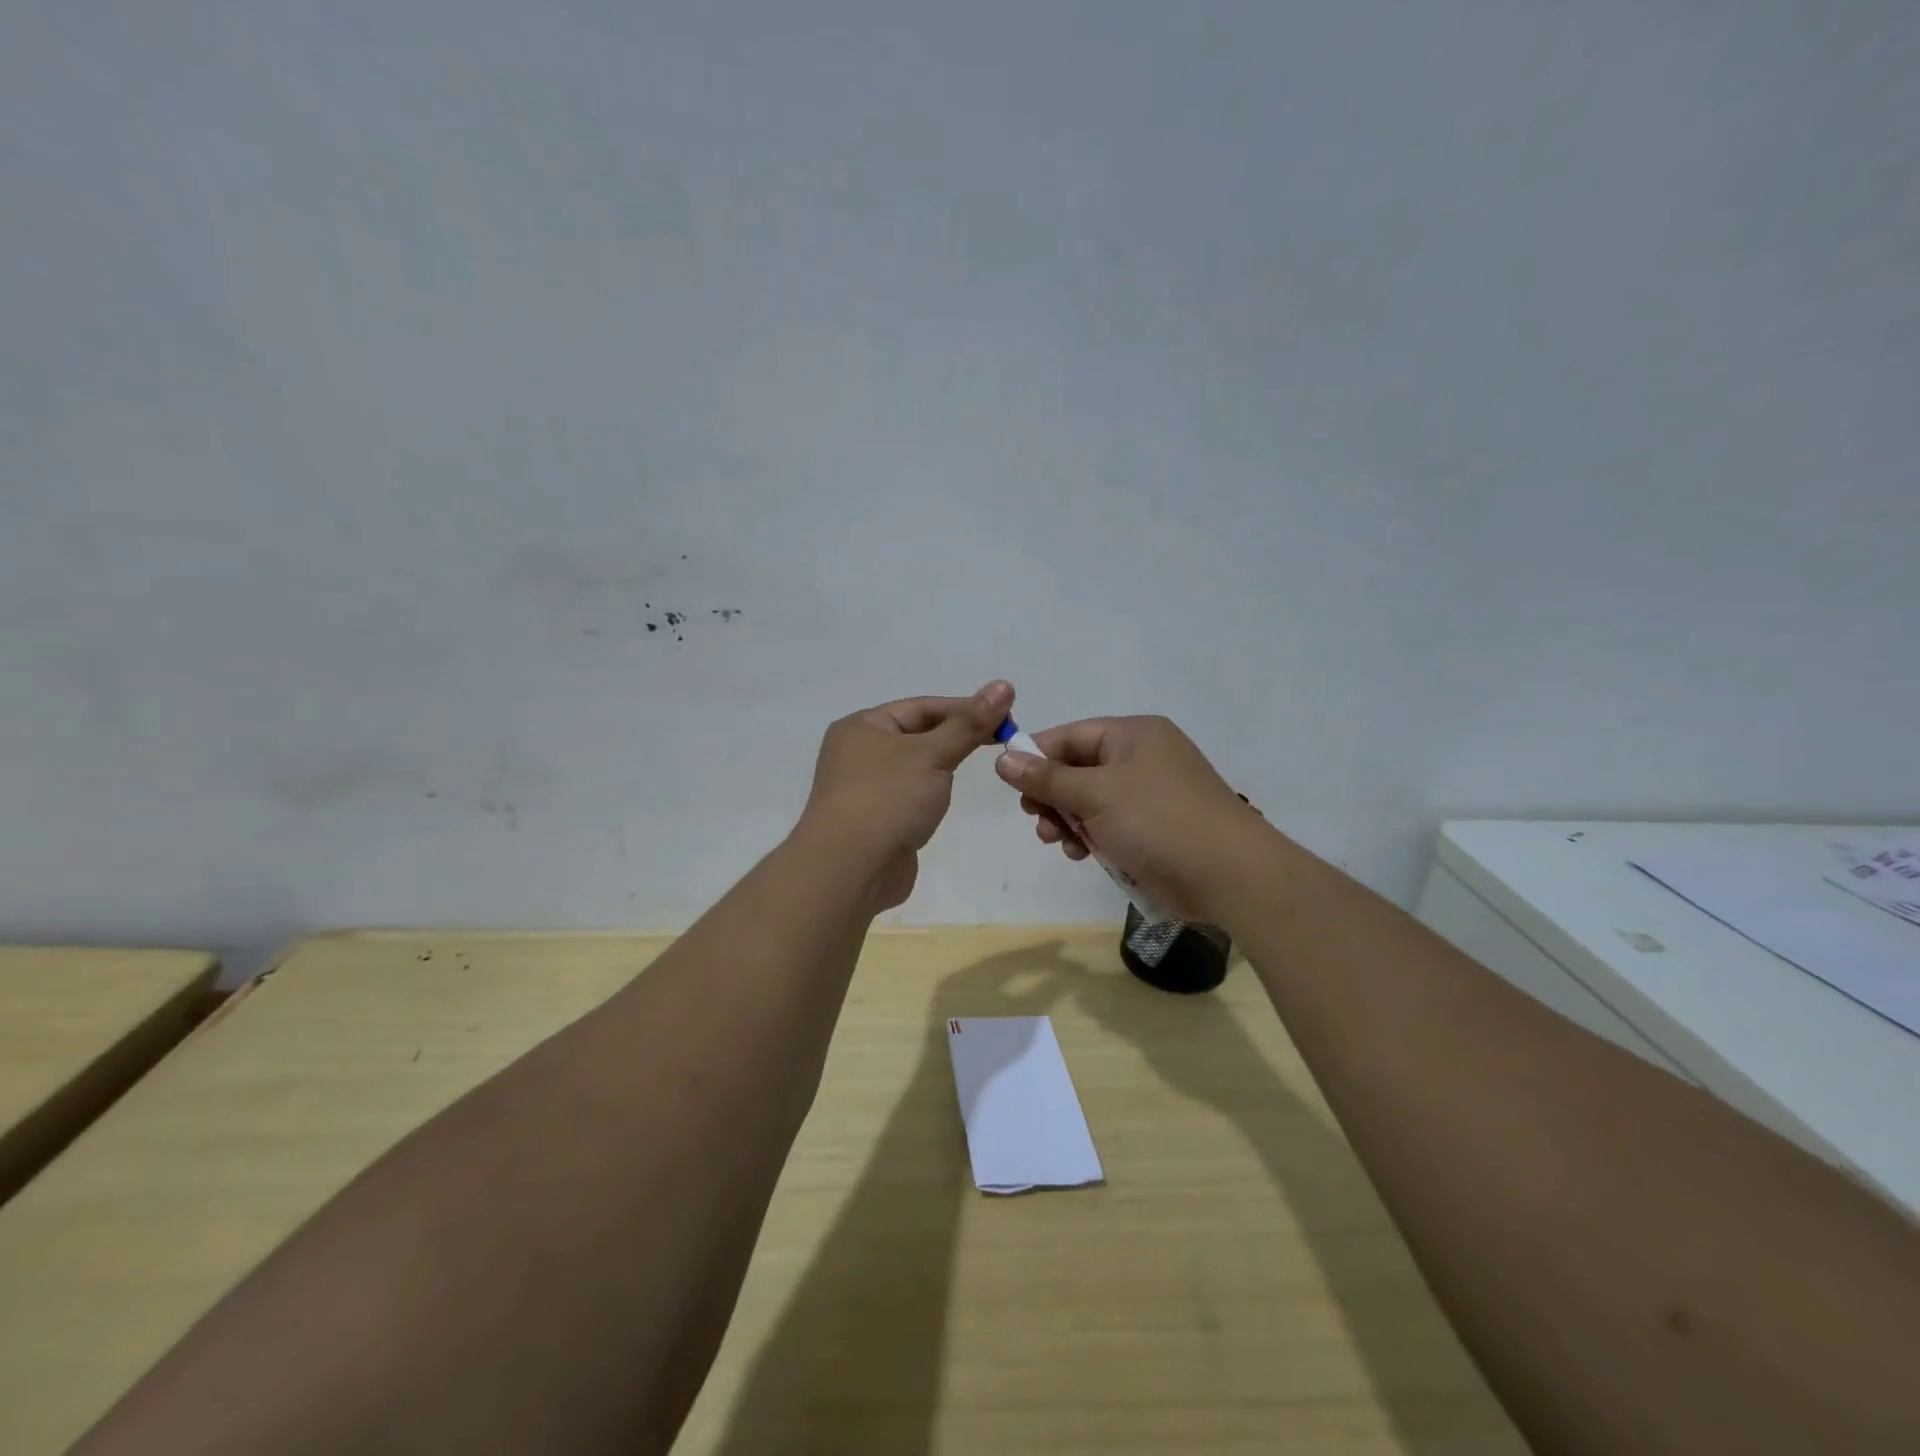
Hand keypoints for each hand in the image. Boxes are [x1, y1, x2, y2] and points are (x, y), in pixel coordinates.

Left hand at [797, 680, 1014, 910]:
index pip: (922, 706)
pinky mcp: (875, 820)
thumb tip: (1004, 685)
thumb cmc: (888, 799)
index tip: (1006, 716)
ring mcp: (865, 788)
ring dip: (944, 765)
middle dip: (957, 736)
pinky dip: (931, 792)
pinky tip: (947, 799)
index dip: (965, 708)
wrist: (849, 870)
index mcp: (862, 726)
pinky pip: (909, 795)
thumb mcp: (932, 754)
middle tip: (1002, 741)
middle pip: (918, 734)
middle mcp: (858, 752)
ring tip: (980, 766)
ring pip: (914, 766)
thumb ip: (969, 723)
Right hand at [994, 715, 1265, 922]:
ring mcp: (1149, 795)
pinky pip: (1108, 824)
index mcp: (1133, 735)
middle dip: (1051, 796)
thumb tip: (1002, 759)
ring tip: (1057, 842)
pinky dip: (1090, 836)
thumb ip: (1046, 778)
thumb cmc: (1157, 820)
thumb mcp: (1095, 794)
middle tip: (1035, 818)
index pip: (1071, 735)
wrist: (1228, 875)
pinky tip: (1081, 854)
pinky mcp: (1153, 828)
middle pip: (1077, 769)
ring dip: (1067, 820)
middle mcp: (1141, 758)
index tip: (1008, 782)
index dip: (1036, 756)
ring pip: (1089, 801)